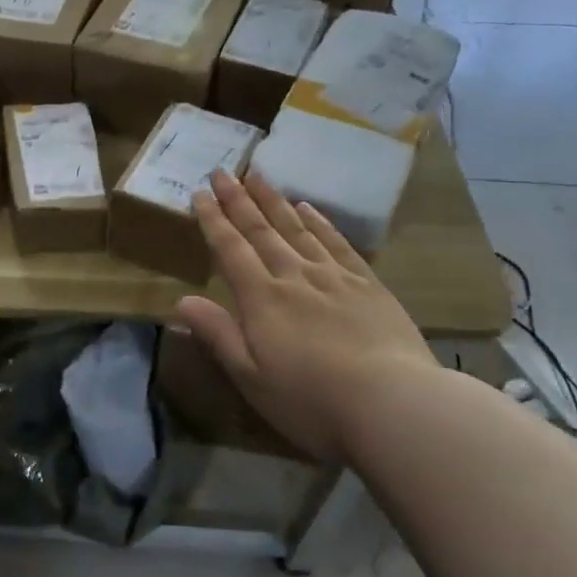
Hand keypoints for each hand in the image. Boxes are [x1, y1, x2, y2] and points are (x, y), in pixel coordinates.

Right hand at [174, 170, 439, 462]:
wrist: (396, 405)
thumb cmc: (312, 401)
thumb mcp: (251, 377)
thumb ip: (217, 335)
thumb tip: (180, 302)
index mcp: (262, 299)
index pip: (230, 249)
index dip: (212, 220)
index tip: (199, 193)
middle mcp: (294, 277)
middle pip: (261, 230)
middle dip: (238, 200)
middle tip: (223, 171)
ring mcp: (335, 277)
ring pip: (297, 229)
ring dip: (274, 201)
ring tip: (258, 176)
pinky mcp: (369, 286)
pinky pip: (338, 243)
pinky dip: (320, 222)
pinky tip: (309, 208)